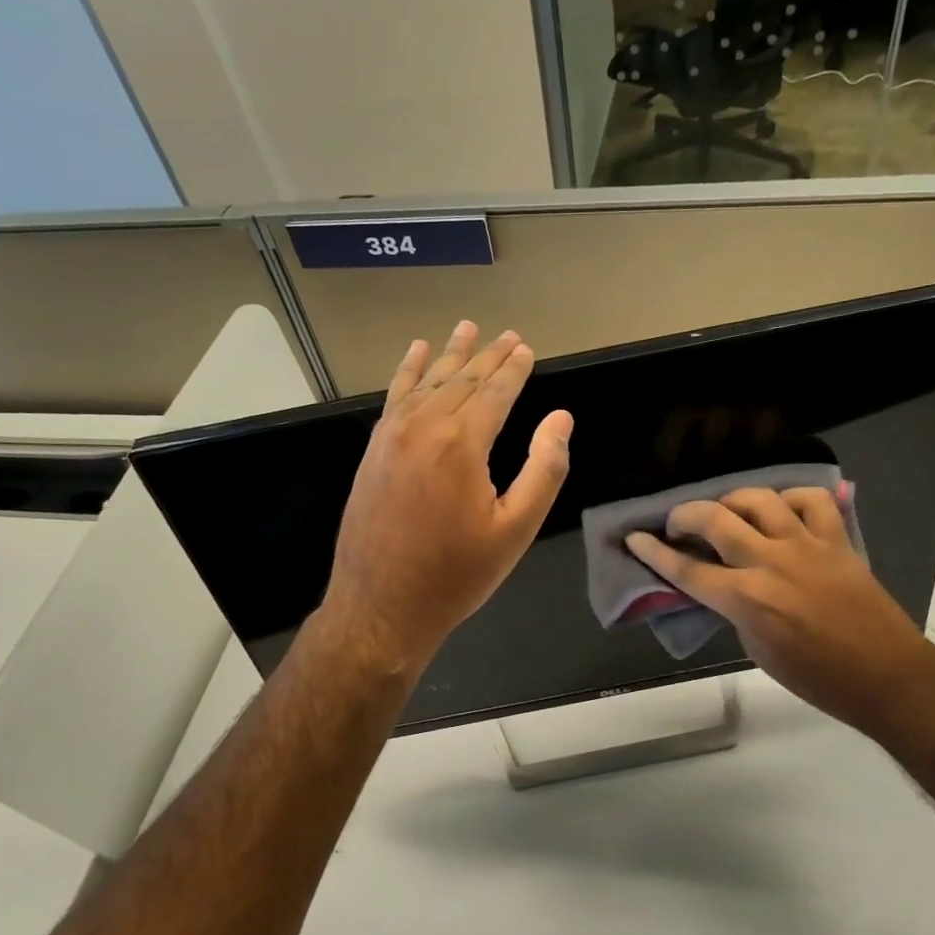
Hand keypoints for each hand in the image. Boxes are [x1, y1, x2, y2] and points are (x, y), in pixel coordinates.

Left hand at [319, 322, 572, 672]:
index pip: (495, 392)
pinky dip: (408, 372)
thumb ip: (544, 470)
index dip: (515, 369)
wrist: (380, 606)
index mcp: (462, 444)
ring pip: (427, 382)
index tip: (527, 348)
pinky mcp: (373, 451)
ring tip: (467, 328)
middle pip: (462, 380)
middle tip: (508, 334)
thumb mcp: (515, 530)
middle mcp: (423, 427)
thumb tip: (561, 419)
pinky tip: (415, 354)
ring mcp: (391, 436)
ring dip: (449, 354)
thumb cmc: (456, 574)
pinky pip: (395, 398)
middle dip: (488, 356)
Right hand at [626, 486, 934, 734]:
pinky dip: (790, 499)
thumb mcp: (758, 651)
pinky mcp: (837, 540)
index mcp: (746, 599)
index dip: (654, 552)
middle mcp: (770, 562)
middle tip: (676, 523)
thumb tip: (723, 587)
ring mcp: (806, 545)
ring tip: (727, 512)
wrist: (887, 676)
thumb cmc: (818, 678)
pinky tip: (782, 510)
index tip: (635, 538)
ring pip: (759, 499)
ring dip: (732, 500)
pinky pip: (811, 500)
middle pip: (714, 520)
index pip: (686, 569)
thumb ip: (736, 611)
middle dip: (685, 515)